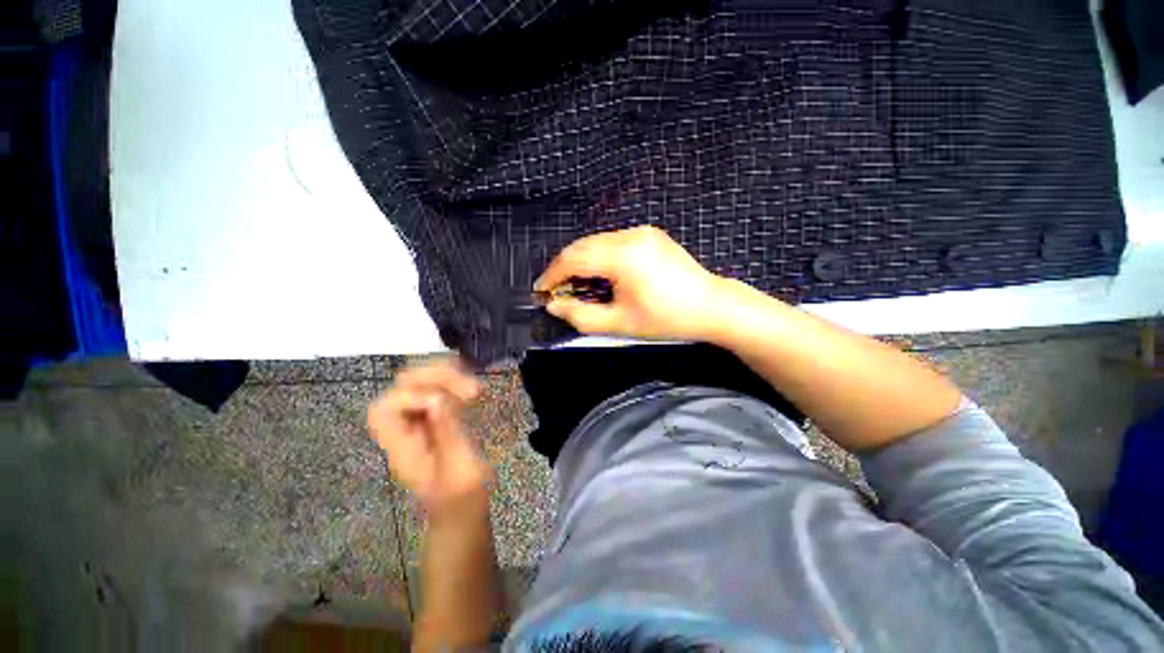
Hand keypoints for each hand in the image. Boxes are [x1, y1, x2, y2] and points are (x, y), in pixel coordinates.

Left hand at [367, 359, 489, 515]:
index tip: (445, 401)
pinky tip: (472, 387)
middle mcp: (405, 430)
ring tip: (475, 387)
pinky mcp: (436, 417)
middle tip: (471, 389)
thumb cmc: (461, 498)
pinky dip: (454, 382)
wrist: (462, 511)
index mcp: (401, 447)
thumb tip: (438, 399)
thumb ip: (447, 433)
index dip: (410, 396)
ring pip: (422, 383)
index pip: (384, 410)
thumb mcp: (459, 469)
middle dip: (436, 379)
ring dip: (448, 377)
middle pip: (403, 389)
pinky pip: (439, 389)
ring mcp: (421, 421)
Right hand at [535, 226, 725, 340]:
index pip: (574, 258)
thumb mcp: (620, 324)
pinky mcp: (649, 234)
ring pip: (596, 242)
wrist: (711, 306)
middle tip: (557, 291)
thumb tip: (554, 306)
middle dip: (564, 268)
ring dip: (581, 262)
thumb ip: (581, 316)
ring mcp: (641, 232)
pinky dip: (598, 257)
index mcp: (623, 255)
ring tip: (577, 286)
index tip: (541, 291)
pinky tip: (600, 276)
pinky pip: (612, 242)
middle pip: (583, 246)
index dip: (552, 275)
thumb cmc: (667, 319)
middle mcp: (630, 235)